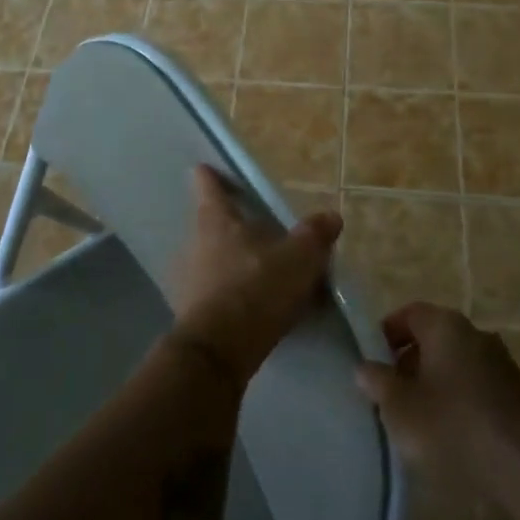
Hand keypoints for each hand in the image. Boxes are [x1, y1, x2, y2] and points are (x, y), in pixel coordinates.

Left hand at [170, 165, 341, 384]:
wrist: (218, 351)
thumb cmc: (256, 289)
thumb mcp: (298, 259)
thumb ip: (315, 235)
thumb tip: (331, 216)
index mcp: (216, 221)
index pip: (209, 188)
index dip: (209, 176)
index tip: (204, 168)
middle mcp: (195, 244)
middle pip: (209, 225)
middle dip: (227, 225)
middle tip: (250, 227)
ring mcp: (188, 280)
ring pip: (209, 260)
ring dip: (228, 262)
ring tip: (255, 269)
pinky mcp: (189, 314)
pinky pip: (212, 293)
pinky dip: (228, 294)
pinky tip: (249, 306)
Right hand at [355, 303, 519, 496]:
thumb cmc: (455, 426)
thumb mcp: (401, 408)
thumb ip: (378, 383)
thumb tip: (364, 367)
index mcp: (445, 326)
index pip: (409, 314)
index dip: (386, 333)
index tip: (372, 360)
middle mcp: (476, 334)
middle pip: (434, 339)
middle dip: (410, 362)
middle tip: (392, 393)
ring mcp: (502, 363)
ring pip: (457, 364)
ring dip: (437, 384)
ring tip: (420, 419)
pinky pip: (479, 388)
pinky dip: (462, 402)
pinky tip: (453, 435)